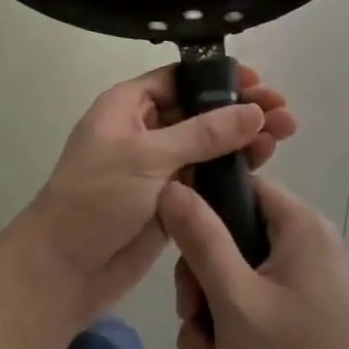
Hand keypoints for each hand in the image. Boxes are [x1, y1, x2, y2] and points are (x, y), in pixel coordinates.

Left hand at [12, 64, 295, 333]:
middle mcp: (145, 129)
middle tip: (284, 112)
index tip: (258, 81)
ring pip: (207, 144)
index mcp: (128, 105)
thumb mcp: (149, 157)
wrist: (63, 270)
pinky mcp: (170, 200)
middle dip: (240, 108)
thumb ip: (204, 134)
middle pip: (200, 110)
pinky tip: (263, 164)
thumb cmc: (98, 197)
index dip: (218, 78)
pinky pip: (205, 176)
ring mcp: (158, 167)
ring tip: (285, 135)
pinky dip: (232, 170)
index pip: (180, 79)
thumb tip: (253, 110)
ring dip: (242, 138)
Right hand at [160, 175, 348, 348]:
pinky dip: (226, 347)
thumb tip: (171, 186)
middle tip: (191, 324)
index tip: (174, 245)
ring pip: (231, 285)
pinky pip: (247, 315)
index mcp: (301, 228)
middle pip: (230, 242)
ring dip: (207, 329)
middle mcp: (305, 249)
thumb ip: (201, 239)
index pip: (242, 188)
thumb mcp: (234, 300)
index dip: (202, 209)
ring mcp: (301, 289)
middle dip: (200, 292)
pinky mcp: (295, 324)